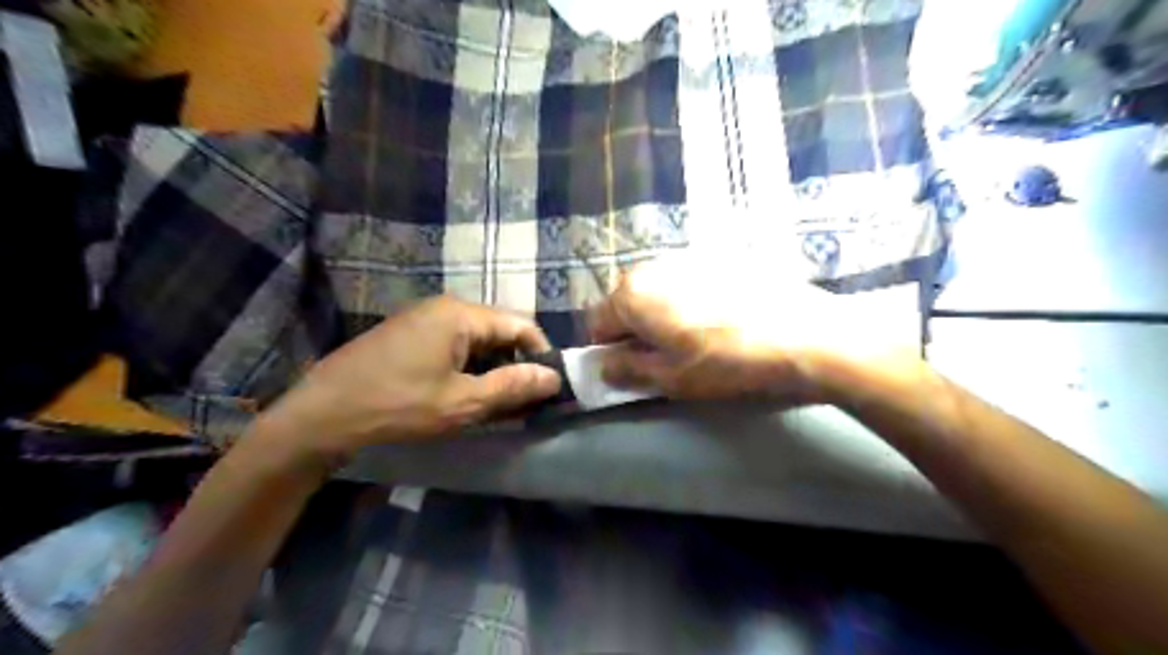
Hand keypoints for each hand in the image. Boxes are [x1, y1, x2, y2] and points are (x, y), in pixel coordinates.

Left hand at [253, 297, 562, 465]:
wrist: (320, 415)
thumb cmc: (396, 406)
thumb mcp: (461, 402)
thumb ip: (512, 386)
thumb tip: (554, 377)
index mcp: (461, 315)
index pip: (521, 325)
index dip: (542, 354)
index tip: (550, 387)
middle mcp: (444, 307)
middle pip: (499, 330)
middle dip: (517, 364)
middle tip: (525, 401)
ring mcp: (423, 319)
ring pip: (477, 340)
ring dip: (493, 368)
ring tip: (499, 403)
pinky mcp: (408, 335)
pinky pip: (453, 345)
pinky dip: (469, 367)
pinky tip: (466, 394)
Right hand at [594, 256, 921, 404]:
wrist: (803, 333)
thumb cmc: (727, 362)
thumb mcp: (670, 379)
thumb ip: (628, 370)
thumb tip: (604, 365)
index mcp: (632, 294)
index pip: (598, 322)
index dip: (610, 349)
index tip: (632, 368)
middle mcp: (653, 267)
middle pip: (627, 302)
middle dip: (637, 329)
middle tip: (667, 356)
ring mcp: (688, 256)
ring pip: (658, 290)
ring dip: (664, 314)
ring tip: (699, 338)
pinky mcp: (719, 256)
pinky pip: (688, 281)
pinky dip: (692, 300)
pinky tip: (723, 318)